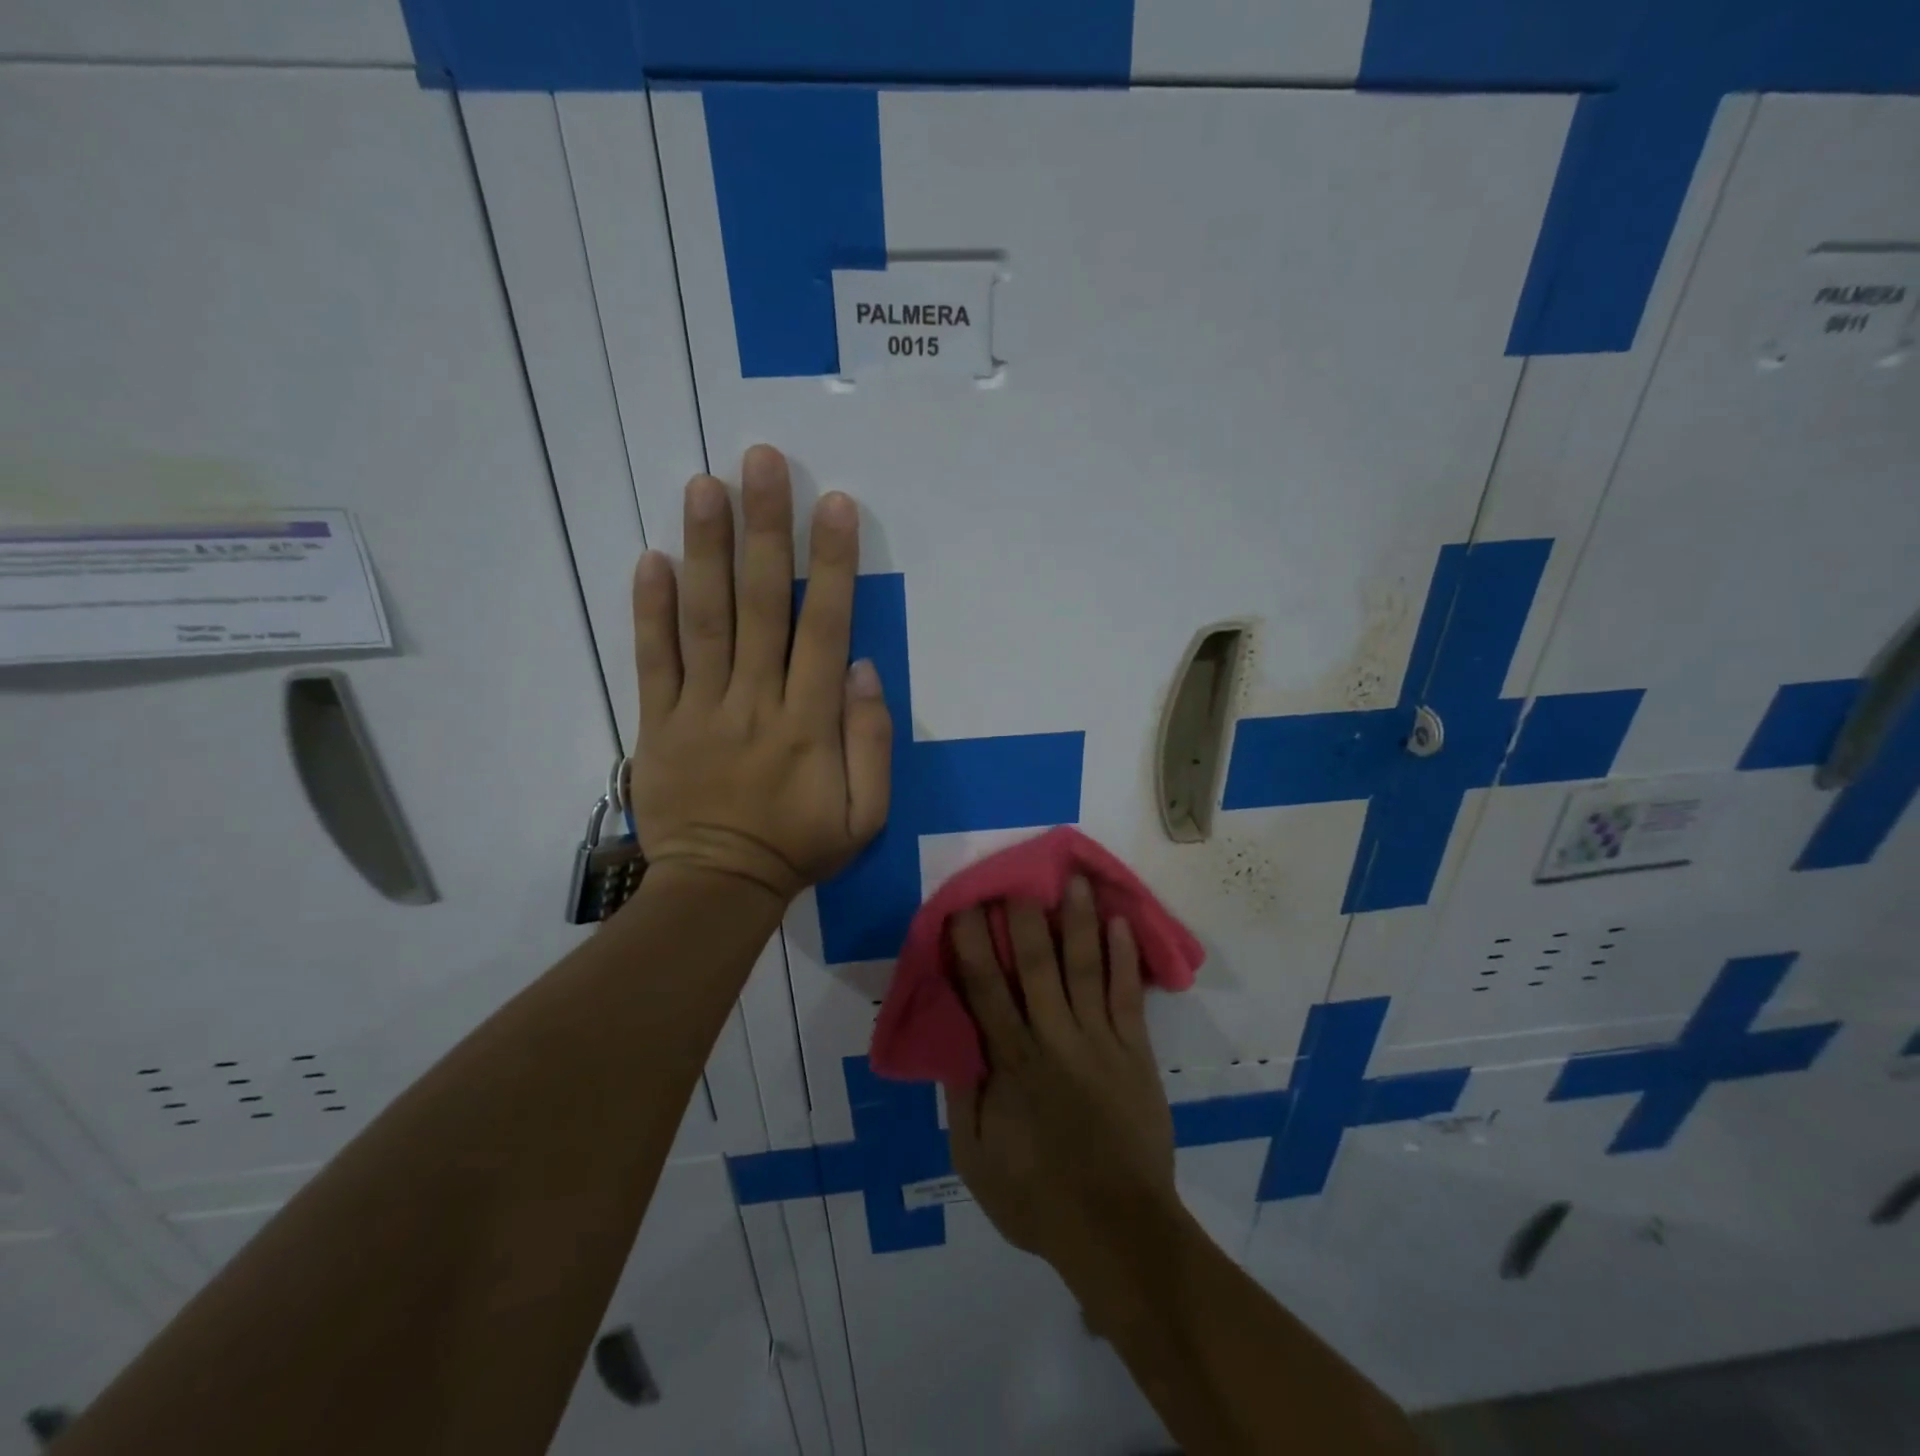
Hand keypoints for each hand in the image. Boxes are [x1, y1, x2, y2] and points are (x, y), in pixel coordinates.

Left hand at [628, 445, 891, 902]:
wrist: (719, 888)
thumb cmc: (800, 848)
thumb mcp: (866, 815)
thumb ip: (872, 742)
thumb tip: (861, 669)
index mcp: (808, 723)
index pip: (822, 629)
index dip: (830, 564)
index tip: (834, 505)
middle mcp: (753, 702)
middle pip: (758, 605)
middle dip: (764, 529)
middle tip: (761, 461)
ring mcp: (698, 709)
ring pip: (702, 619)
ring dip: (704, 549)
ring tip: (704, 485)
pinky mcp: (656, 723)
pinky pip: (652, 660)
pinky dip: (649, 609)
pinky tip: (650, 557)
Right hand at [946, 879, 1177, 1266]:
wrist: (1118, 1231)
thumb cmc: (1038, 1197)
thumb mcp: (975, 1160)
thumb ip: (963, 1097)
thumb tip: (952, 1040)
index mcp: (1010, 1062)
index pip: (984, 989)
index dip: (972, 943)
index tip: (964, 906)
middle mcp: (1053, 1039)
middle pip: (1034, 965)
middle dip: (1023, 916)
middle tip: (1018, 875)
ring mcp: (1099, 1042)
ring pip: (1085, 968)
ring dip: (1078, 921)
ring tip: (1075, 880)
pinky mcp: (1135, 1053)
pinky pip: (1128, 997)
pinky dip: (1124, 959)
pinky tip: (1121, 924)